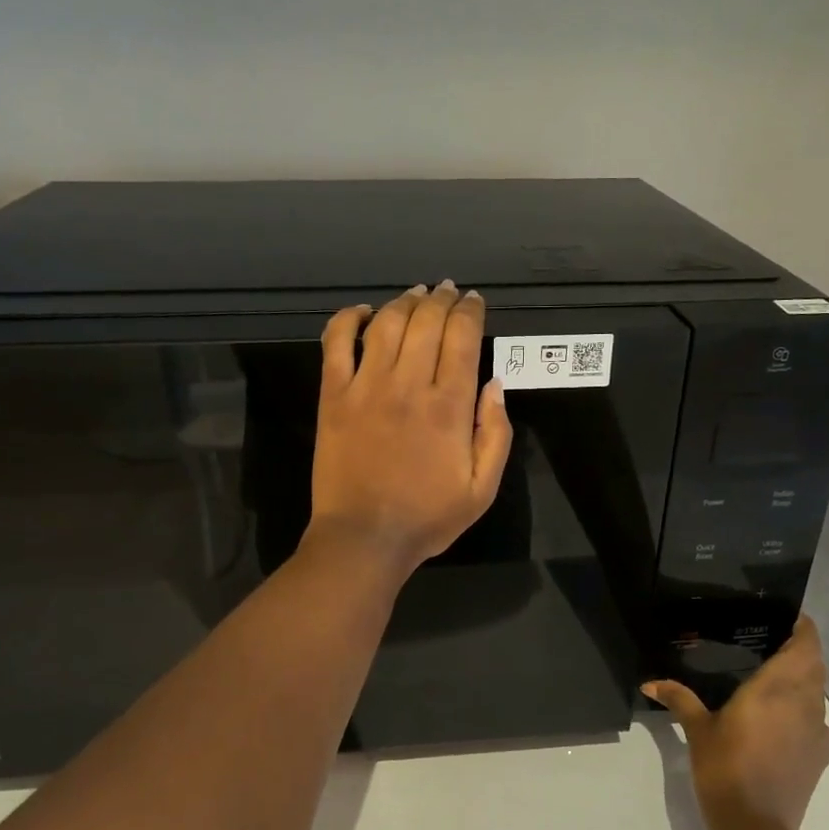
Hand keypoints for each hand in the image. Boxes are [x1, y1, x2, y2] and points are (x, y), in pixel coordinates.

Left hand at [306, 282, 512, 576]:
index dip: (470, 312)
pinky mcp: (333, 396)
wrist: (364, 538)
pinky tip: (362, 312)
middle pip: (426, 322)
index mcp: (448, 406)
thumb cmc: (427, 517)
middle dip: (442, 299)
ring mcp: (365, 387)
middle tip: (448, 291)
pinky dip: (347, 319)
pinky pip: (336, 343)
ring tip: (416, 294)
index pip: (462, 338)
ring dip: (404, 302)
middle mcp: (408, 385)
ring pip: (386, 324)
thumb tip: (495, 385)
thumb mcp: (482, 489)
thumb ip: (495, 434)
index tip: (474, 301)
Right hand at [643, 616, 828, 829]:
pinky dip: (804, 711)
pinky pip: (817, 721)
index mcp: (778, 687)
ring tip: (771, 679)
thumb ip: (679, 699)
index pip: (806, 644)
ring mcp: (818, 731)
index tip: (784, 617)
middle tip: (769, 644)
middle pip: (815, 665)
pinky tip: (779, 720)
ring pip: (818, 693)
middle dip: (799, 651)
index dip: (801, 627)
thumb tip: (650, 683)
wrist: (756, 827)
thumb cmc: (725, 767)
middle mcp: (805, 702)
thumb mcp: (698, 729)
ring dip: (803, 681)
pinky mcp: (820, 757)